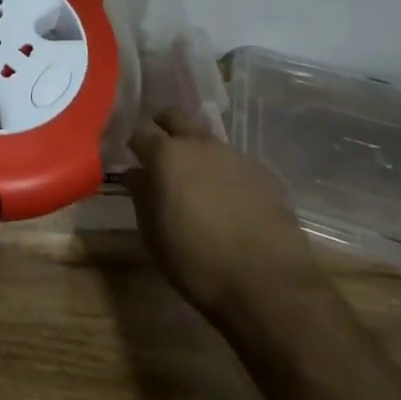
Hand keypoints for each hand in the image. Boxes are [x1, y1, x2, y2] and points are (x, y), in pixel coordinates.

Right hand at [123, 107, 322, 318]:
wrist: (269, 283)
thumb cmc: (198, 261)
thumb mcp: (155, 235)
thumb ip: (142, 196)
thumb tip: (135, 174)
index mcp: (167, 155)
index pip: (140, 133)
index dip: (134, 145)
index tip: (131, 158)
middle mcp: (200, 144)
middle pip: (176, 117)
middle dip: (164, 127)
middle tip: (161, 151)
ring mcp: (234, 155)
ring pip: (207, 138)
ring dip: (197, 150)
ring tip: (196, 180)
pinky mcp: (262, 173)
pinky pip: (234, 162)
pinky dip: (223, 172)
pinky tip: (227, 199)